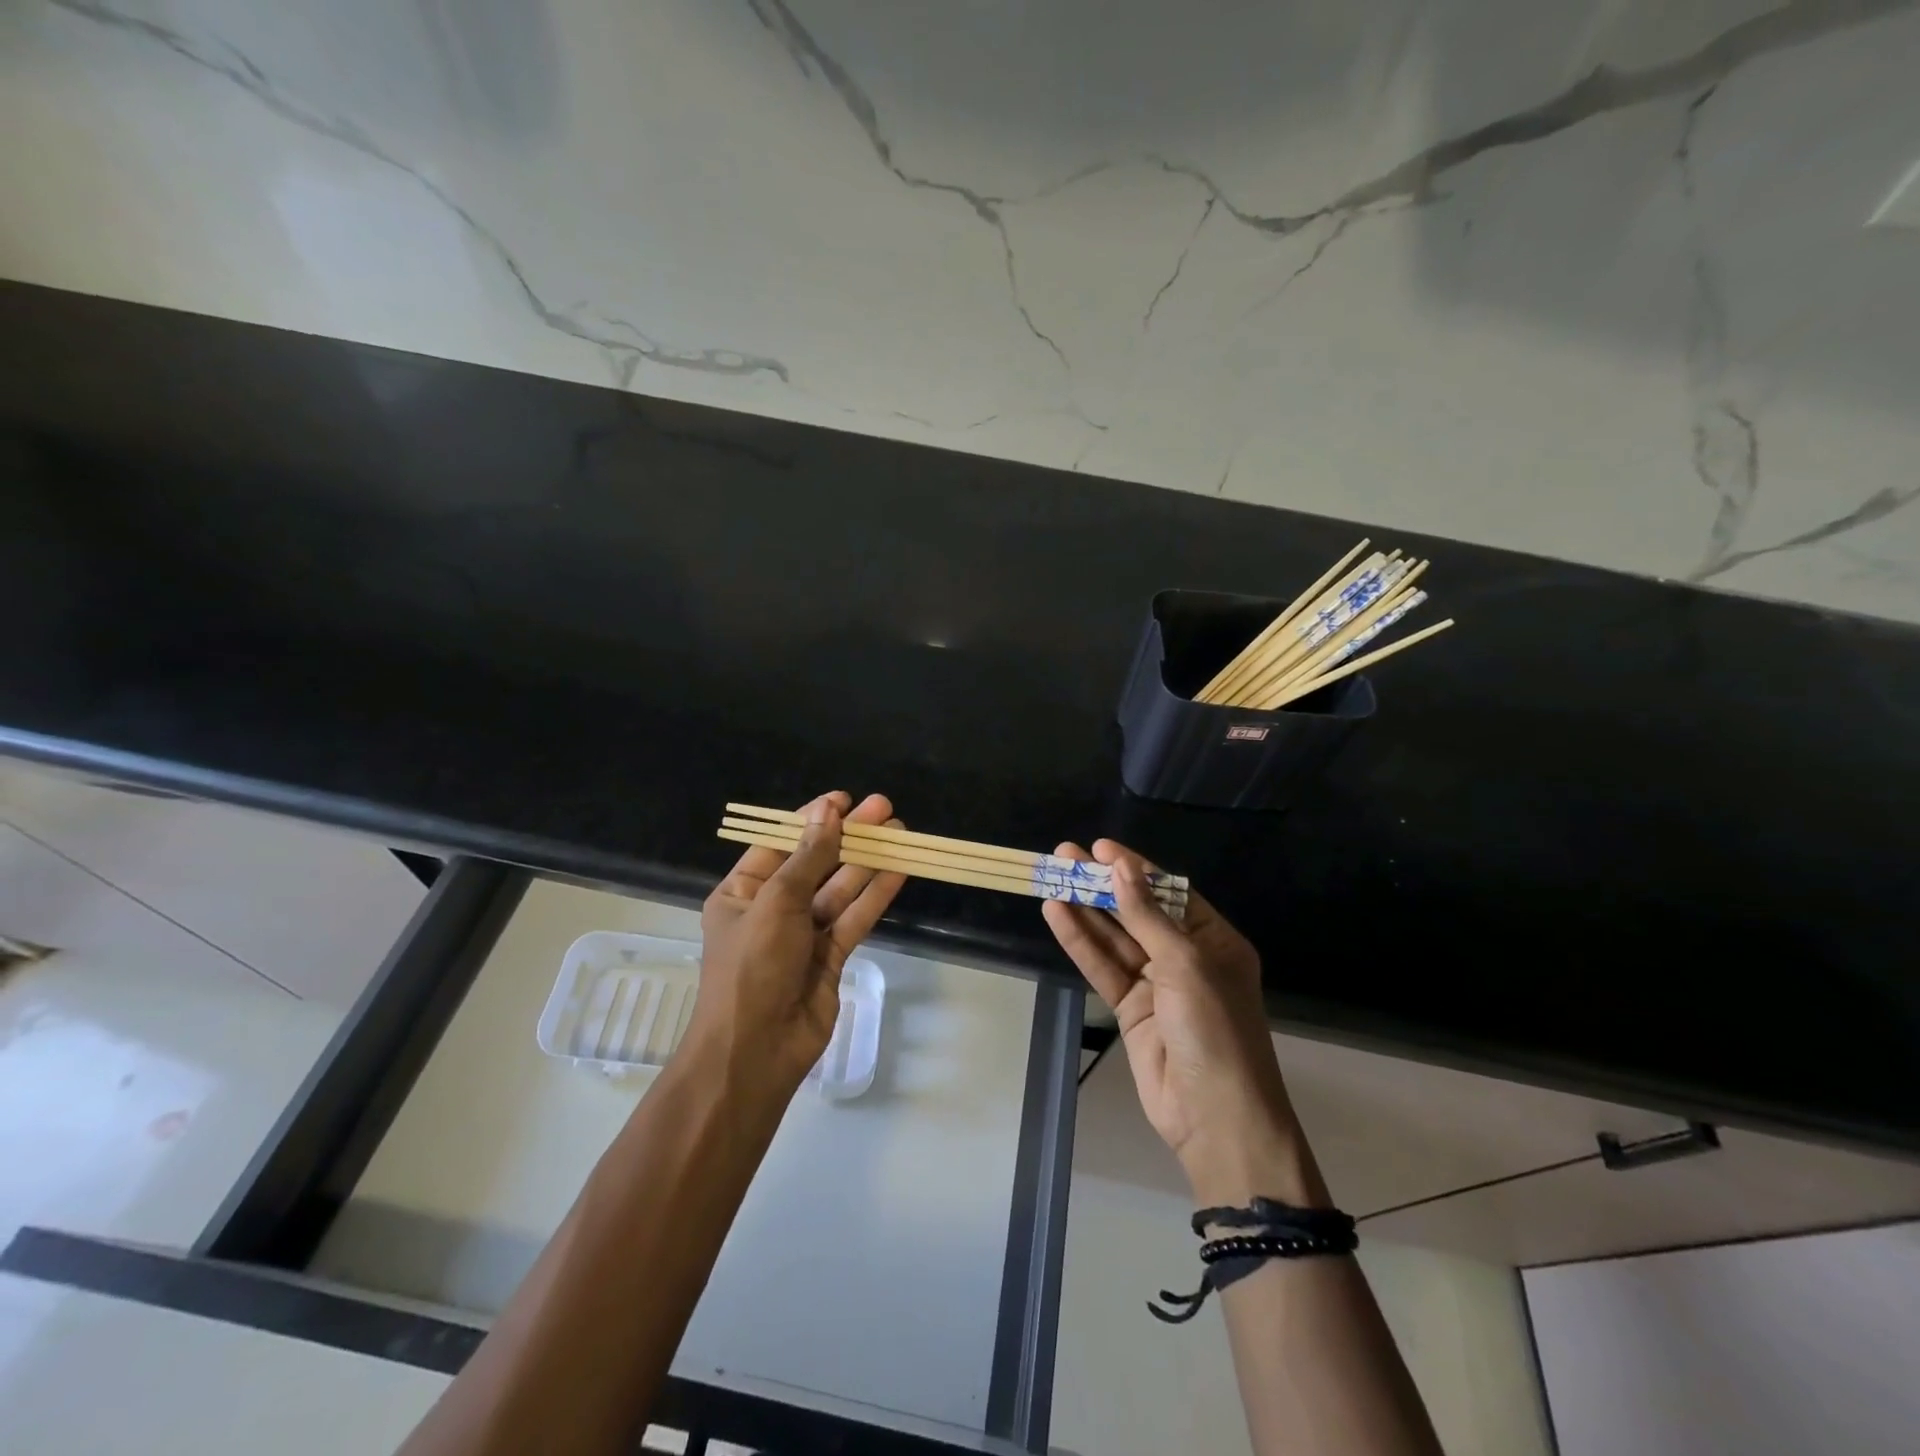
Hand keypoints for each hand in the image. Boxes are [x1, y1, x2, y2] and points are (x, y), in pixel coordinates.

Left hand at [694, 791, 905, 1090]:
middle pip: (816, 863)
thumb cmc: (752, 968)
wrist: (757, 1052)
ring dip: (868, 861)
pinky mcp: (831, 957)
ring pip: (840, 889)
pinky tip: (899, 870)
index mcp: (743, 892)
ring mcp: (803, 935)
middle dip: (848, 837)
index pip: (780, 845)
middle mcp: (772, 910)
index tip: (844, 799)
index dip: (811, 820)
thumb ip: (808, 858)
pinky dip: (875, 894)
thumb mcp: (776, 903)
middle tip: (883, 808)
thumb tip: (827, 812)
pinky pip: (854, 917)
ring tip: (899, 831)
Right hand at [1043, 841, 1326, 1206]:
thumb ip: (1147, 916)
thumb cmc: (1214, 1028)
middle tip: (1065, 855)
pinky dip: (1080, 942)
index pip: (1170, 892)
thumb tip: (1122, 868)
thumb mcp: (1185, 964)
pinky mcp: (1130, 1009)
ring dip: (1085, 908)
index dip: (1135, 868)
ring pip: (1114, 937)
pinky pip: (1102, 967)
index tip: (1101, 847)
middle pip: (1137, 911)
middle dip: (1103, 884)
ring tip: (1052, 876)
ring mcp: (1156, 984)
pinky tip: (1056, 914)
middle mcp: (1185, 957)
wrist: (1215, 1117)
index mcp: (1214, 941)